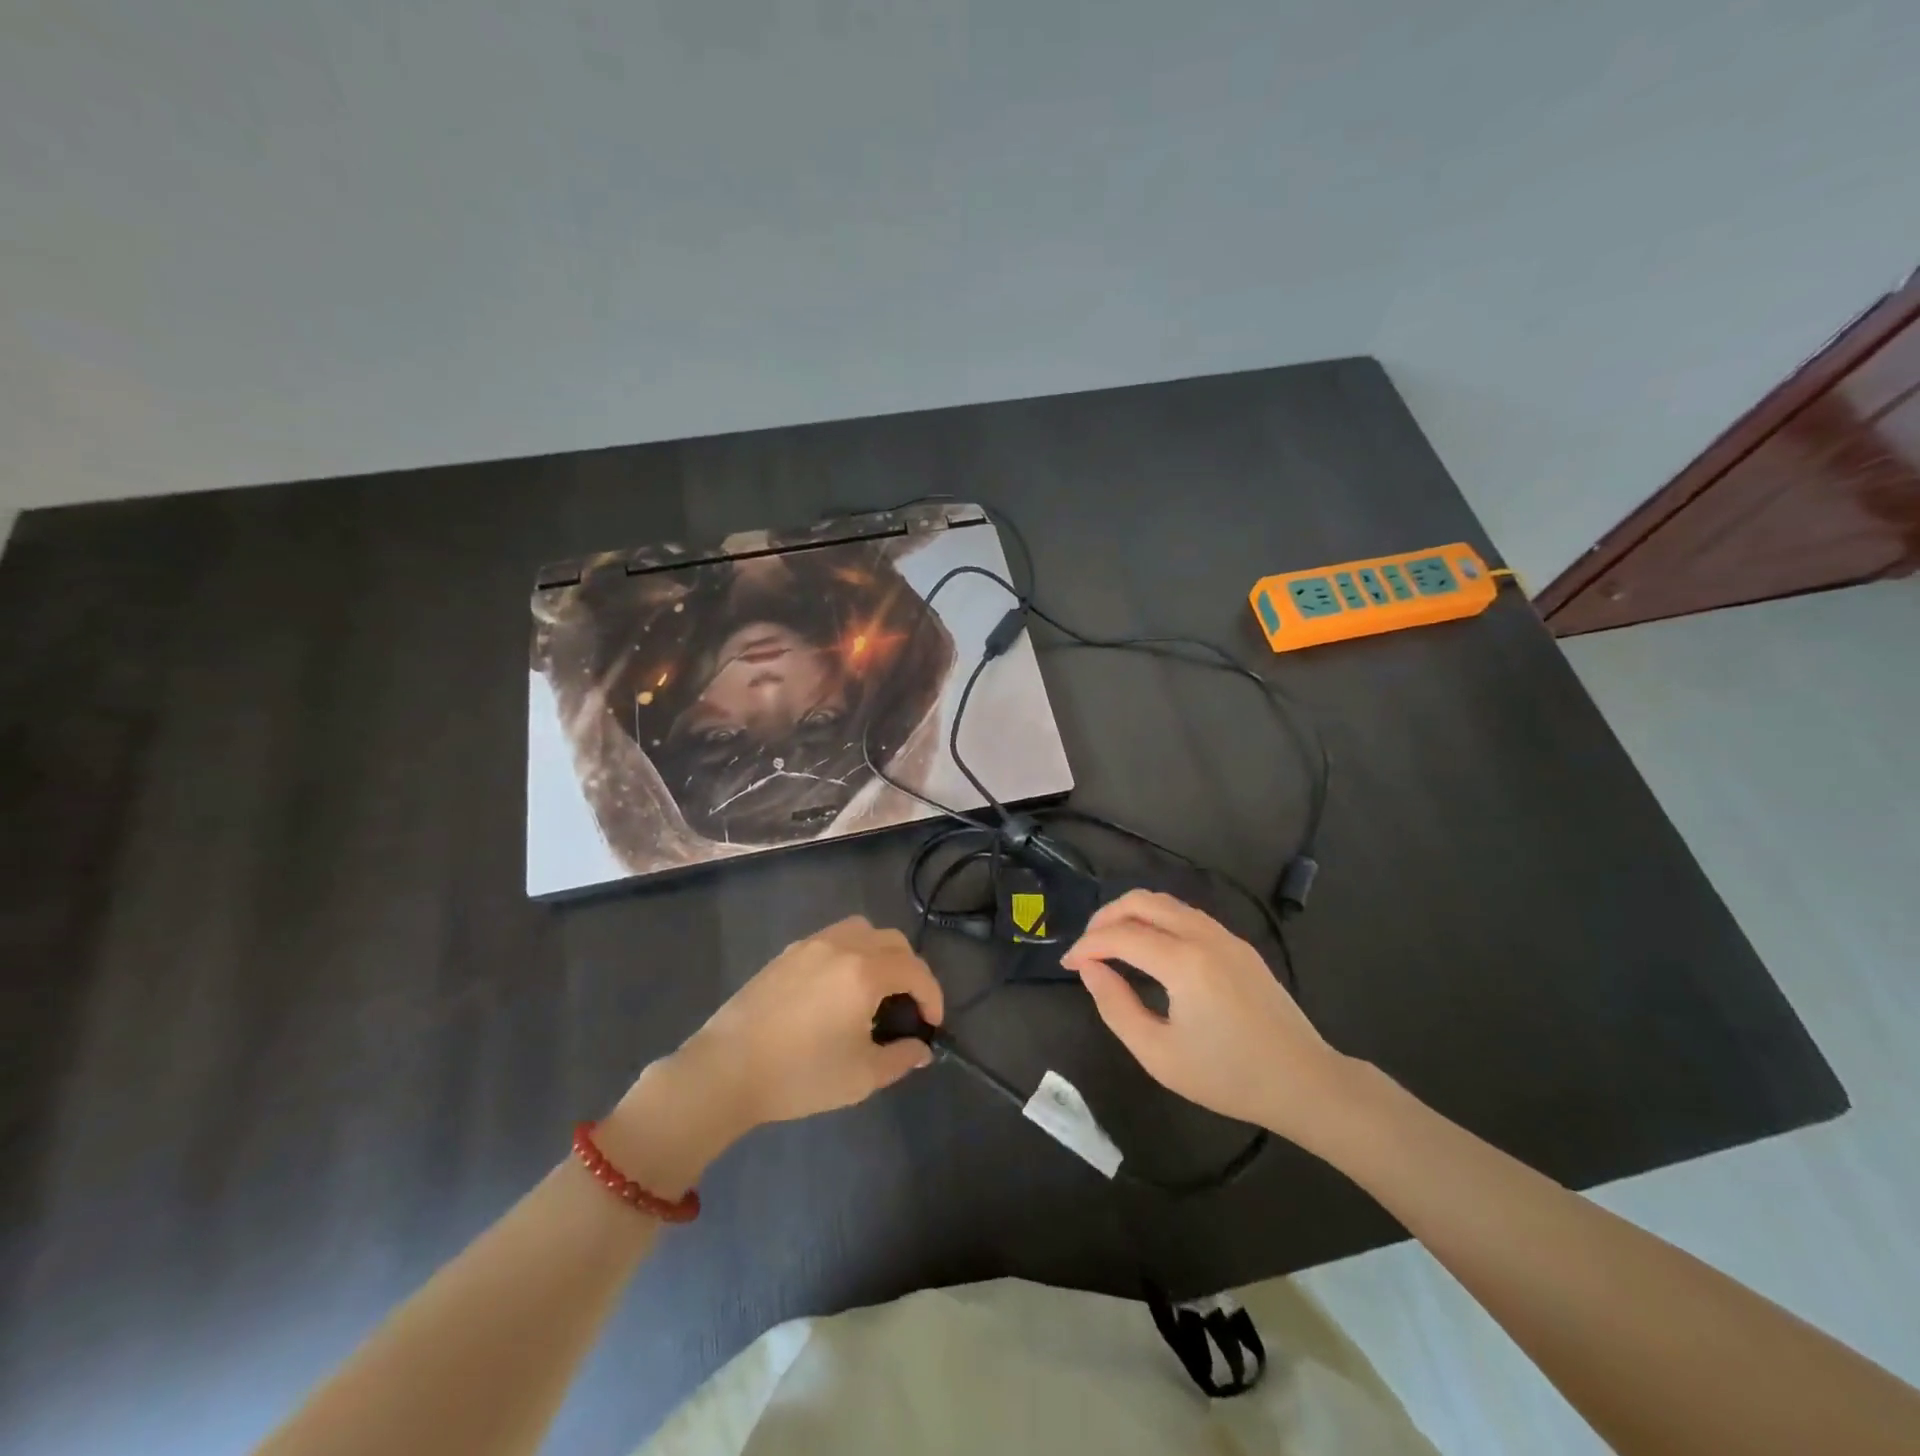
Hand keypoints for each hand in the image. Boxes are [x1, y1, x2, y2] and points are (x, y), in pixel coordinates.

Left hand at [689, 914, 946, 1118]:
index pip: (915, 970)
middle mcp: (842, 946)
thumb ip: (900, 1058)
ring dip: (880, 953)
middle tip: (908, 1006)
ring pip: (861, 930)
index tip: (932, 1025)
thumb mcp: (860, 1076)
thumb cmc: (800, 1075)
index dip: (932, 996)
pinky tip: (838, 988)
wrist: (726, 1070)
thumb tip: (920, 1049)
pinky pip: (833, 938)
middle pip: (893, 941)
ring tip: (876, 988)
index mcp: (864, 972)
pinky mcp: (787, 954)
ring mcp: (811, 945)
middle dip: (910, 970)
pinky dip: (851, 952)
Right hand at [1060, 890, 1350, 1145]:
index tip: (1067, 964)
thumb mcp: (1159, 1054)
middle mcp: (1204, 936)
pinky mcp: (1238, 945)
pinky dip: (1157, 920)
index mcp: (1184, 962)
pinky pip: (1187, 916)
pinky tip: (1149, 948)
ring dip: (1131, 914)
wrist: (1305, 1082)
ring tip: (1111, 943)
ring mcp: (1225, 936)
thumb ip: (1116, 1007)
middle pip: (1141, 901)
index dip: (1087, 946)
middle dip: (1105, 917)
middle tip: (1087, 946)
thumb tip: (1090, 970)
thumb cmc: (1229, 1077)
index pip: (1120, 935)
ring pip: (1166, 903)